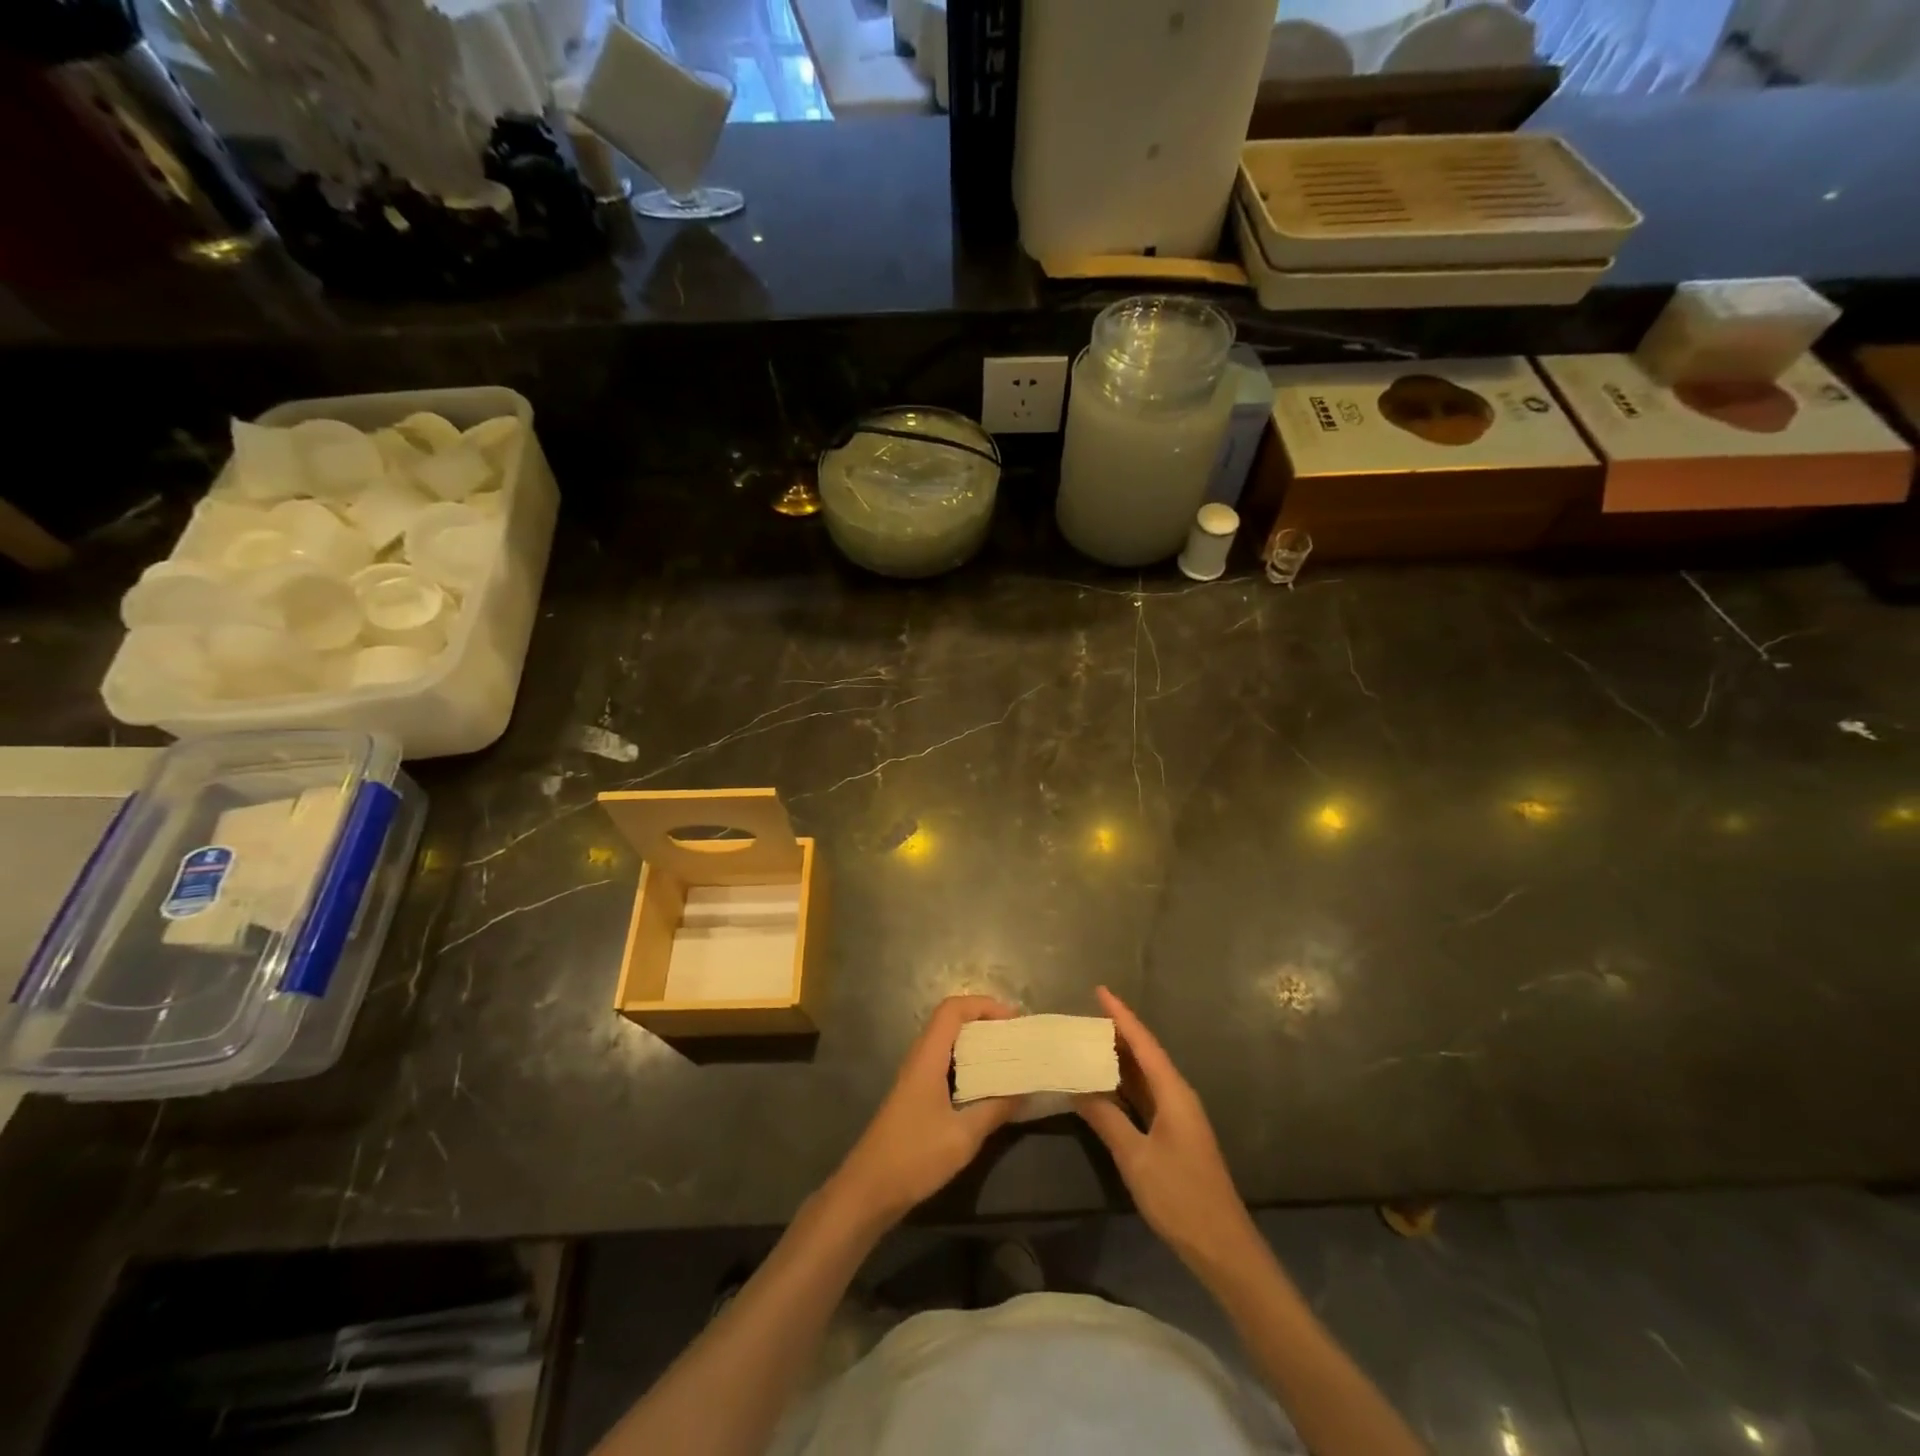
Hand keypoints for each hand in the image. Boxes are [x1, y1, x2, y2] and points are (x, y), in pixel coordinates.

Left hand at [831, 995, 1020, 1227]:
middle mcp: (919, 1059)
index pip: (952, 1010)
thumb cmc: (914, 1156)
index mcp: (927, 1057)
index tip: (1012, 1020)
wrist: (868, 1189)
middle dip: (984, 1022)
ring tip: (1007, 1058)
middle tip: (1015, 1037)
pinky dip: (967, 1065)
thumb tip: (1024, 1090)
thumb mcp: (963, 1136)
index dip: (982, 1005)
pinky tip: (986, 1087)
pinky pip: (944, 1065)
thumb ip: (995, 1109)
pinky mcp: (915, 1096)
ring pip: (947, 1044)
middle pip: (951, 1022)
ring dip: (976, 1044)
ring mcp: (915, 1078)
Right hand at [1075, 986, 1261, 1281]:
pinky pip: (1145, 1096)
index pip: (1143, 1043)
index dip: (1121, 1015)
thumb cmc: (1180, 1197)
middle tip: (1082, 1017)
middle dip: (1117, 1032)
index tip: (1100, 990)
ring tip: (1087, 1042)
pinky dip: (1123, 1085)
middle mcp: (1177, 1095)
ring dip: (1119, 1059)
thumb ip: (1106, 1119)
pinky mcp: (1173, 1134)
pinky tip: (1104, 1085)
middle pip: (1145, 1054)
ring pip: (1144, 1076)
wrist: (1222, 1247)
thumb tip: (1077, 1086)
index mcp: (1173, 1092)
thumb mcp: (1136, 1157)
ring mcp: (1177, 1116)